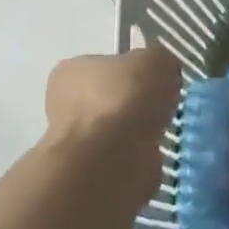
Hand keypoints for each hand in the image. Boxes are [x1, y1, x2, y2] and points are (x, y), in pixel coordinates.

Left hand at [42, 48, 181, 196]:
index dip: (136, 70)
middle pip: (112, 97)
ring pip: (118, 128)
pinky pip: (124, 154)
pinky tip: (153, 150)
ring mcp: (76, 138)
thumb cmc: (126, 99)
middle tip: (164, 105)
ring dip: (139, 130)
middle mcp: (64, 102)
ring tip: (162, 130)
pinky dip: (140, 153)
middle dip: (137, 103)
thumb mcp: (156, 60)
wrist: (110, 157)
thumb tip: (163, 72)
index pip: (107, 64)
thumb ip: (160, 60)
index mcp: (71, 70)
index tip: (158, 80)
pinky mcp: (91, 168)